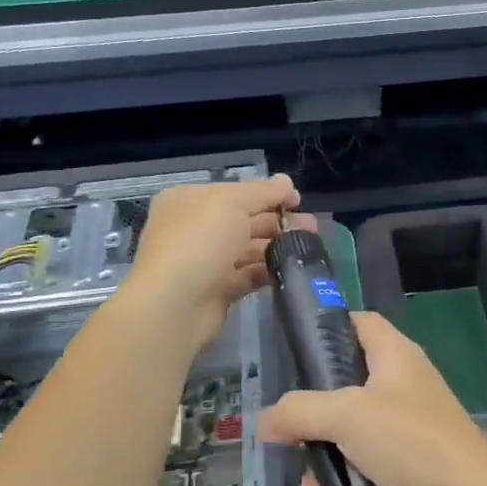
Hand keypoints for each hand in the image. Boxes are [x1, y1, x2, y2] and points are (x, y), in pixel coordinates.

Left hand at [121, 174, 313, 352]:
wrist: (174, 304)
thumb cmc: (200, 241)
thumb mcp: (232, 203)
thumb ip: (263, 192)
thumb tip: (287, 181)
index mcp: (190, 201)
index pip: (235, 192)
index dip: (268, 194)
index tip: (298, 201)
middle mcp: (195, 229)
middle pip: (243, 220)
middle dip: (278, 221)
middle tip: (312, 228)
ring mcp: (205, 261)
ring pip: (248, 249)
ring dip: (277, 246)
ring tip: (308, 249)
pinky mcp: (216, 290)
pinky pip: (247, 276)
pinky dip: (267, 272)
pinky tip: (290, 270)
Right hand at [259, 312, 486, 485]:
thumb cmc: (410, 441)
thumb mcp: (347, 416)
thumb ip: (301, 412)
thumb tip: (265, 421)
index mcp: (396, 357)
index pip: (362, 323)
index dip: (331, 327)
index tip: (297, 350)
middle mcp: (404, 387)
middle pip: (347, 389)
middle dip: (314, 421)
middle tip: (290, 442)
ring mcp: (410, 430)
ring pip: (352, 439)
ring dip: (325, 466)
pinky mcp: (412, 470)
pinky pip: (368, 473)